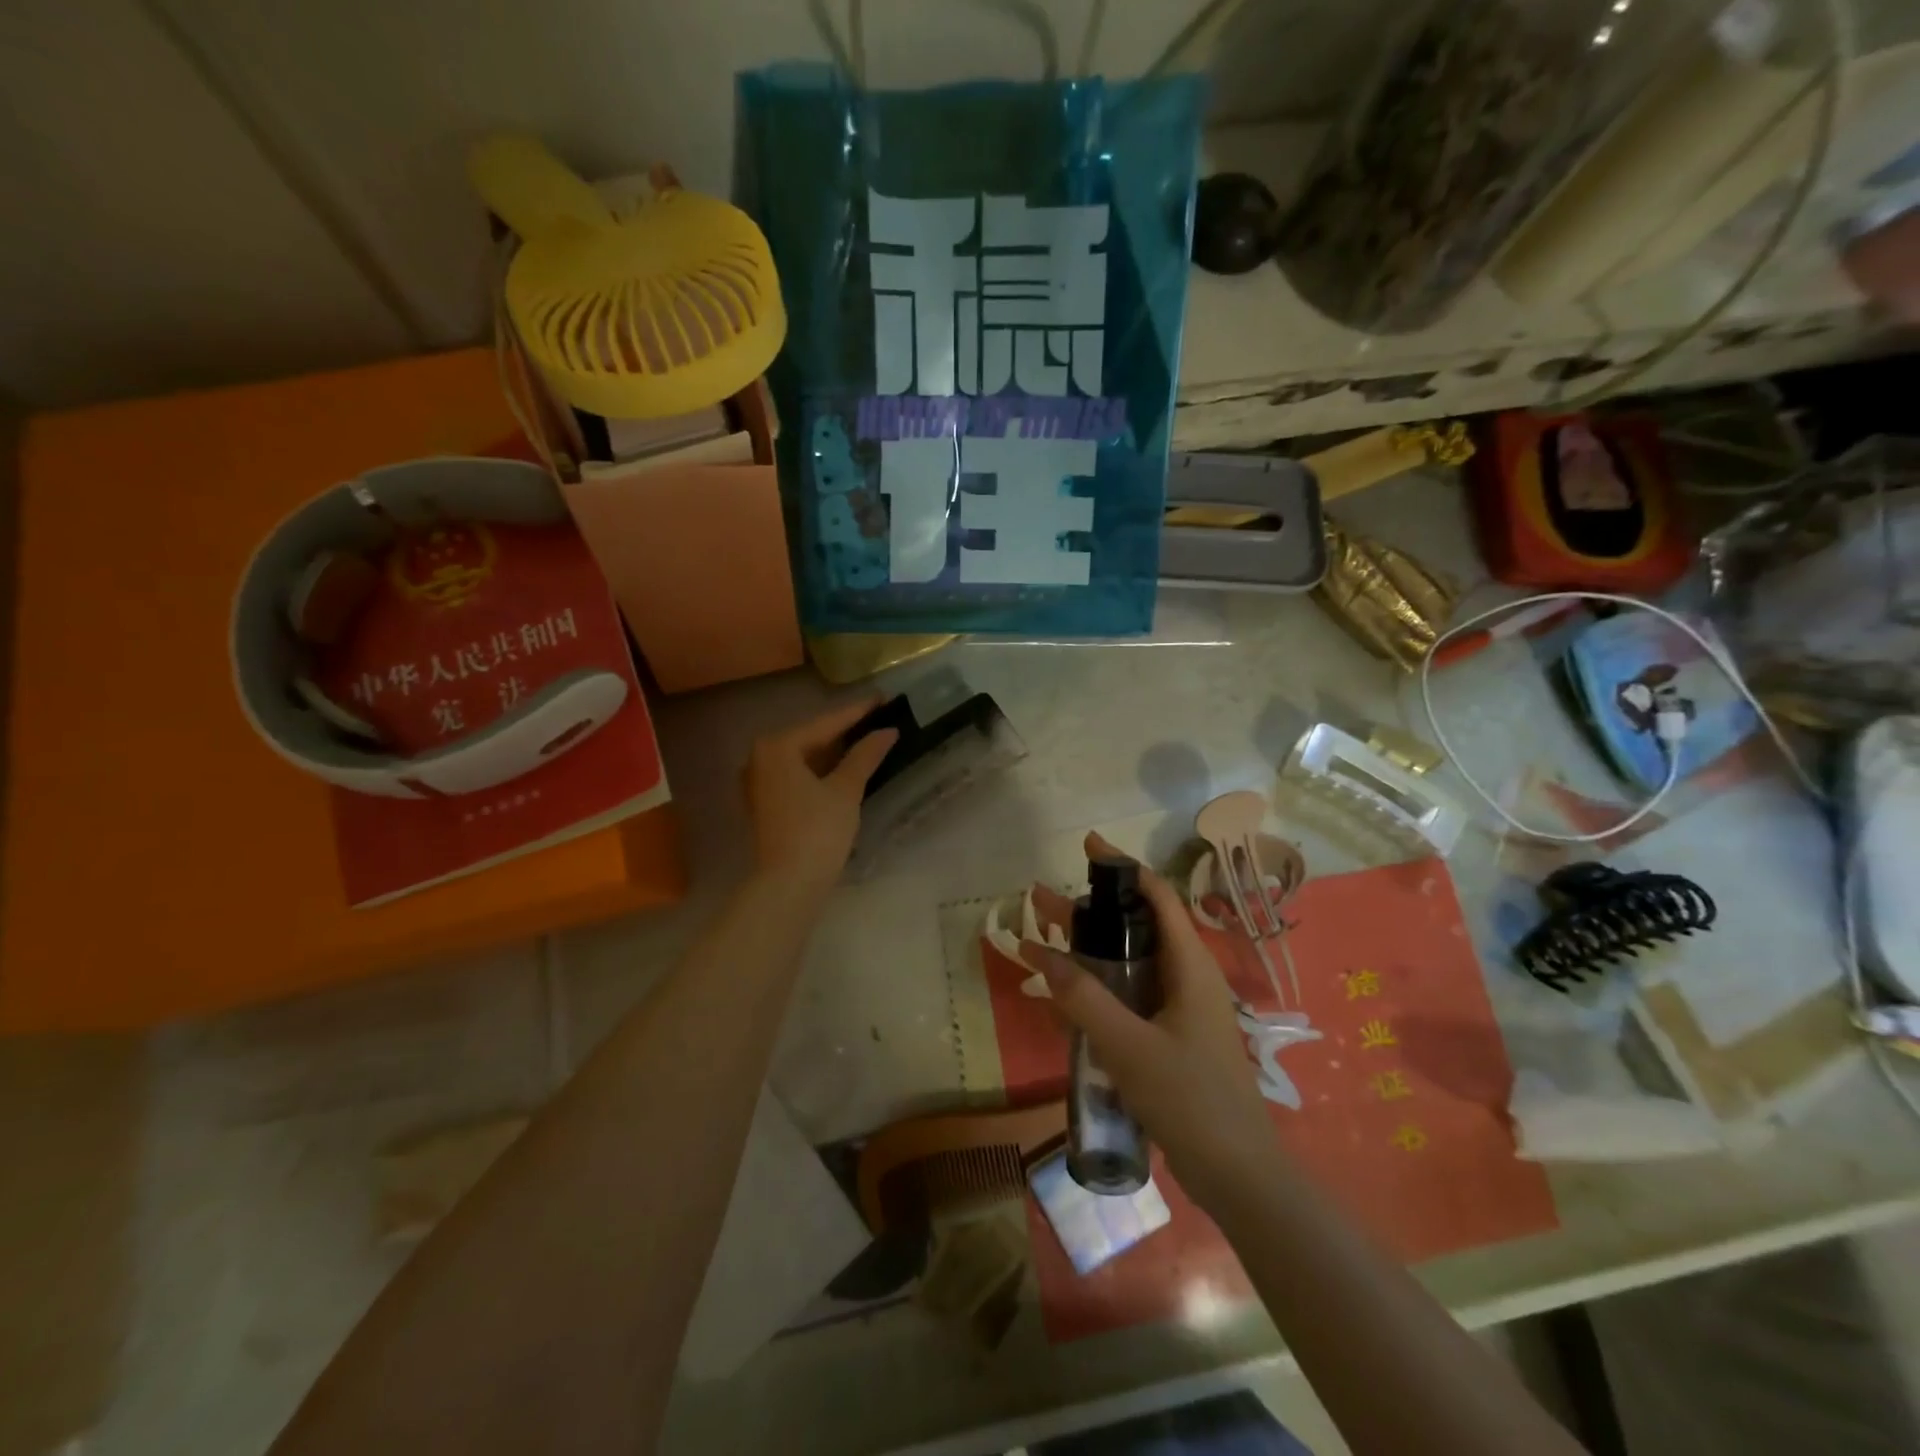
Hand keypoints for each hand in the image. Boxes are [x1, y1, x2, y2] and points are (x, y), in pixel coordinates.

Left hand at [745, 699, 897, 896]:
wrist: (788, 884)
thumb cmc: (817, 831)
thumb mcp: (845, 790)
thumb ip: (865, 756)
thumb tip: (887, 732)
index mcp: (777, 747)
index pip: (825, 723)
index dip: (857, 712)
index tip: (883, 698)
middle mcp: (760, 758)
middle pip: (811, 738)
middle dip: (845, 731)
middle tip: (878, 718)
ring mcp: (758, 782)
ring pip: (804, 758)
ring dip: (834, 752)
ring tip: (867, 740)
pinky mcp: (765, 803)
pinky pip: (796, 775)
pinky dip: (820, 770)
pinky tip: (844, 768)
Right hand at [1039, 833, 1279, 1211]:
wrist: (1238, 1176)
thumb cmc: (1191, 1100)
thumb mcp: (1129, 1045)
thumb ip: (1083, 998)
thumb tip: (1038, 953)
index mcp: (1190, 966)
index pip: (1158, 896)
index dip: (1123, 867)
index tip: (1087, 846)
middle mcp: (1188, 977)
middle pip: (1138, 926)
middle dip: (1091, 909)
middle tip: (1042, 900)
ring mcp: (1182, 1009)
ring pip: (1133, 961)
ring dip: (1092, 947)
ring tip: (1047, 938)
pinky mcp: (1173, 1037)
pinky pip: (1133, 994)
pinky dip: (1102, 983)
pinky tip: (1071, 994)